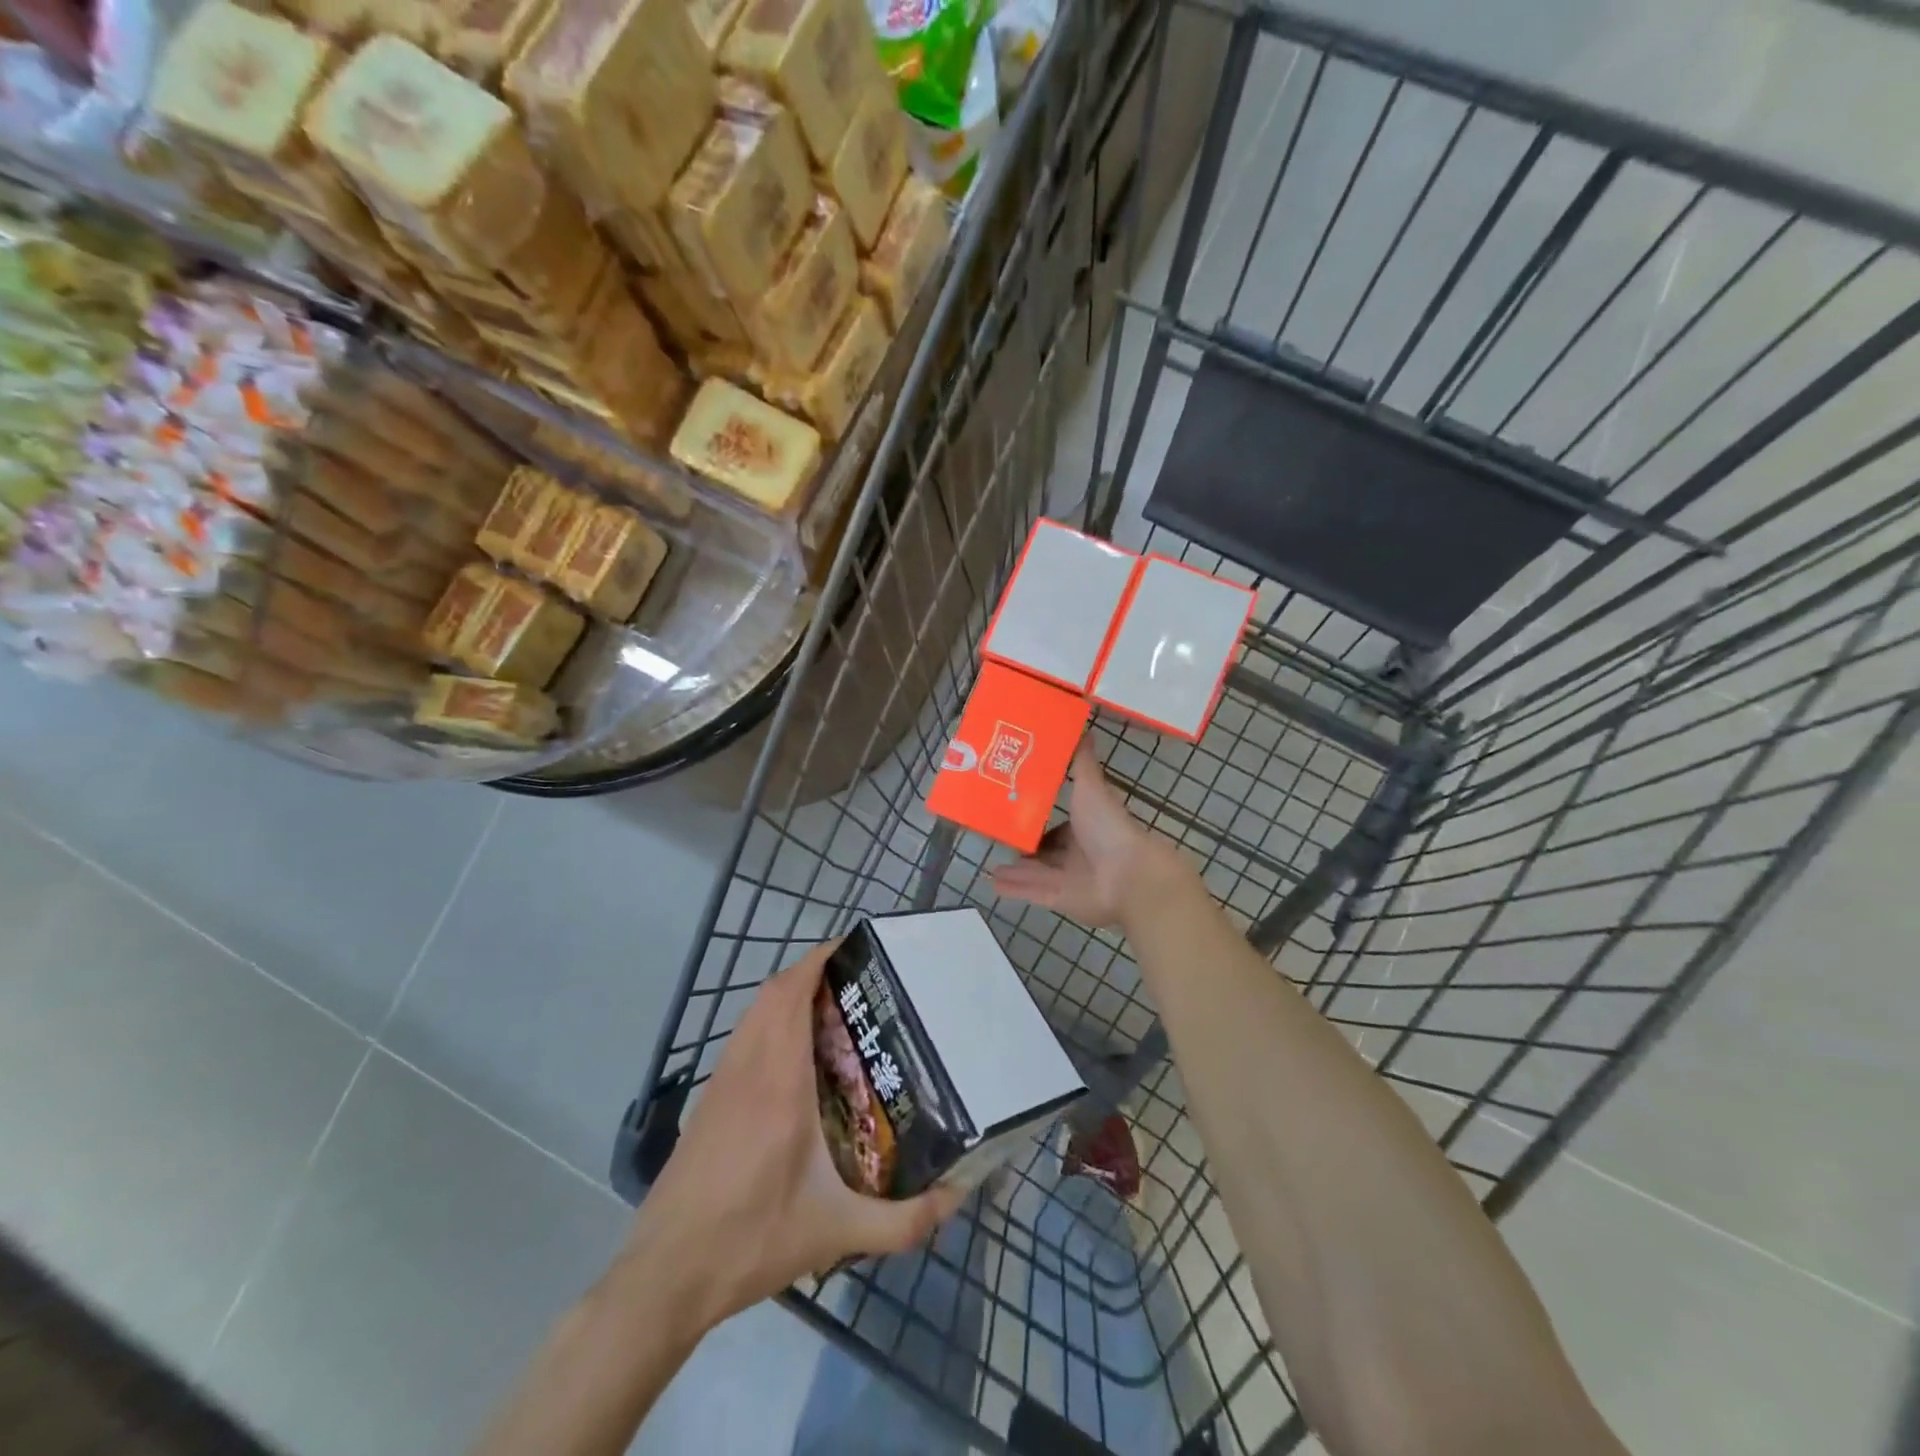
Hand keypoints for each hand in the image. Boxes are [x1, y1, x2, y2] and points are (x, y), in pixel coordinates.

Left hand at [630, 941, 965, 1328]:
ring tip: (832, 1008)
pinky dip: (768, 1021)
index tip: (853, 948)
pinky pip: (742, 1037)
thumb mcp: (836, 1233)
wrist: (665, 1274)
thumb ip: (903, 1221)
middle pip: (773, 993)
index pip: (792, 995)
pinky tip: (793, 1055)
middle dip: (810, 971)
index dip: (818, 960)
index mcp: (779, 1083)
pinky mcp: (708, 1100)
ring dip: (787, 994)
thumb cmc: (751, 1240)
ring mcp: (722, 1081)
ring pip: (753, 1012)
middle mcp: (748, 1067)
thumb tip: (956, 1197)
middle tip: (855, 980)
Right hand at [992, 738, 1181, 927]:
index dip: (1038, 816)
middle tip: (994, 835)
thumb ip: (1082, 762)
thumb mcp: (1092, 787)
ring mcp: (1069, 878)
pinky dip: (1013, 888)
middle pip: (1045, 850)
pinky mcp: (1060, 899)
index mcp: (1086, 826)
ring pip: (1036, 872)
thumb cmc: (1109, 827)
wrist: (1129, 876)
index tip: (1011, 806)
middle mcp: (1078, 852)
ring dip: (1014, 868)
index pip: (1059, 823)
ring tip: (987, 861)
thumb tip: (1082, 726)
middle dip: (1023, 846)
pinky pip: (1032, 892)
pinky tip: (990, 883)